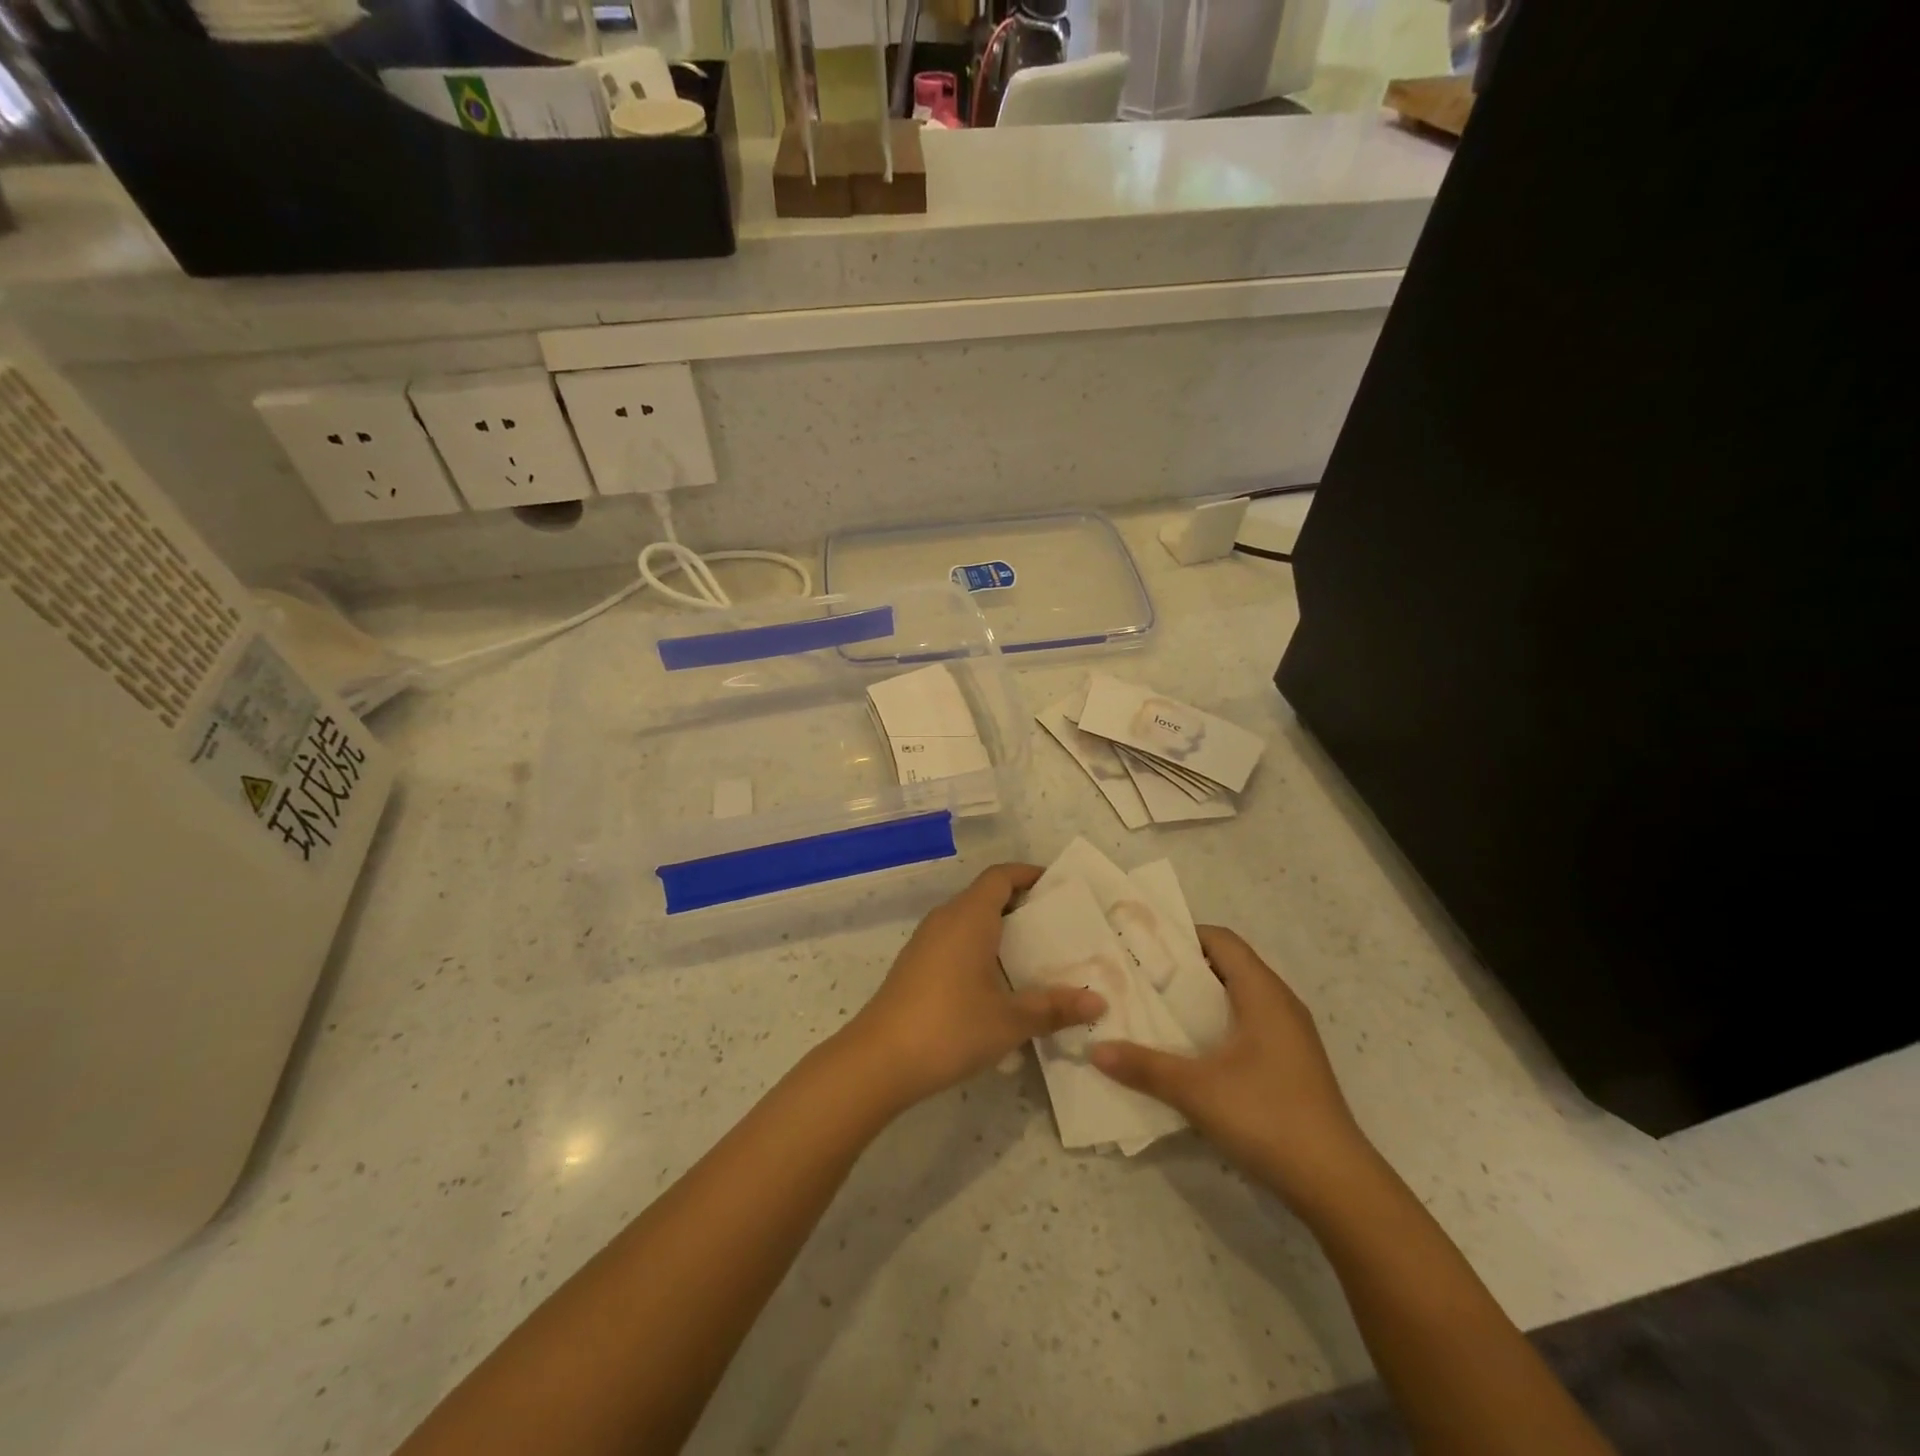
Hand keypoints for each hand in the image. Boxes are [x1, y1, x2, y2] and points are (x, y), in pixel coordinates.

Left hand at [843, 863, 1105, 1110]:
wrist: (879, 1060)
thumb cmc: (950, 1027)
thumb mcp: (1010, 1020)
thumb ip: (1054, 1008)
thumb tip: (1099, 1001)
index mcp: (969, 917)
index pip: (1001, 876)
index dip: (1029, 875)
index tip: (1059, 887)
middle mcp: (945, 919)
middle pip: (986, 896)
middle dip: (1022, 907)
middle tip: (1059, 929)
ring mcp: (926, 942)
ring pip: (970, 921)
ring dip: (1001, 931)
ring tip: (1037, 958)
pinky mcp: (915, 965)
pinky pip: (955, 942)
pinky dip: (981, 950)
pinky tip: (999, 985)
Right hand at [1089, 926, 1371, 1206]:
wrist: (1336, 1184)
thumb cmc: (1268, 1116)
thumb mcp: (1196, 1090)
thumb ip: (1144, 1066)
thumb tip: (1094, 1049)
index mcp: (1263, 992)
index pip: (1221, 940)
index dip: (1181, 936)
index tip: (1140, 945)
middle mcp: (1279, 1004)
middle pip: (1226, 966)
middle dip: (1181, 969)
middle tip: (1136, 977)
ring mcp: (1288, 1036)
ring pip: (1236, 999)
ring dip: (1197, 1001)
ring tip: (1152, 1010)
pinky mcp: (1289, 1065)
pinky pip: (1245, 1026)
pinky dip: (1214, 1026)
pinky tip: (1187, 1051)